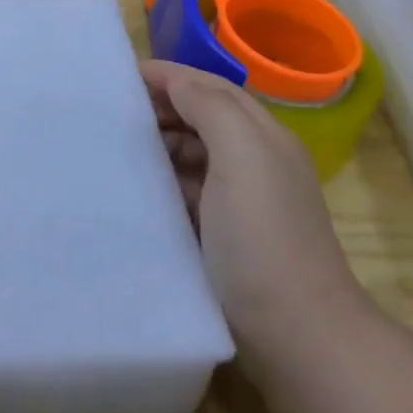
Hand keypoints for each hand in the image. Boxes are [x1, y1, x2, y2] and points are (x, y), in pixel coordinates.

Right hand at [143, 60, 367, 374]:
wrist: (298, 336)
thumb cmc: (263, 236)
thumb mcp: (241, 155)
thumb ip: (210, 107)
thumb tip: (177, 84)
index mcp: (263, 135)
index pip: (210, 87)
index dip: (169, 76)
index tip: (121, 77)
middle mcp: (256, 160)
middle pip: (202, 117)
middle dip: (162, 108)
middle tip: (114, 114)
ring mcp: (243, 201)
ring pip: (193, 154)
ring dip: (161, 145)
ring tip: (120, 149)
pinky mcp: (227, 236)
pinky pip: (189, 191)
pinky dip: (166, 182)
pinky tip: (141, 190)